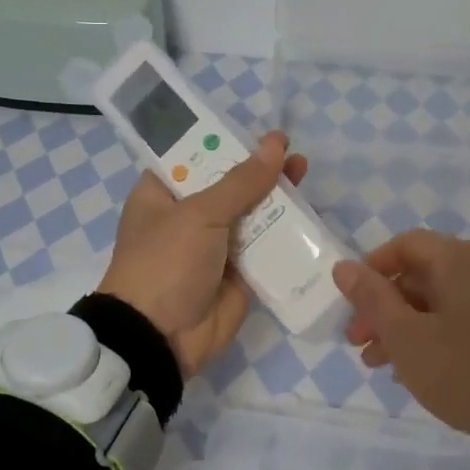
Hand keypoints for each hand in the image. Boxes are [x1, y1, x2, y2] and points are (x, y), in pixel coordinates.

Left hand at [97, 131, 307, 375]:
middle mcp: (188, 217)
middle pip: (229, 185)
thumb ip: (241, 182)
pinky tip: (309, 216)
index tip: (259, 133)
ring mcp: (215, 247)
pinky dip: (285, 234)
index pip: (194, 158)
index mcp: (162, 195)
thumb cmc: (166, 262)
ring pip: (251, 215)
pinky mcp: (238, 275)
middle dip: (259, 170)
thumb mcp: (199, 214)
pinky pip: (265, 248)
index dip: (226, 143)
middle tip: (291, 153)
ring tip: (303, 174)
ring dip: (276, 199)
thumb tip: (276, 144)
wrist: (160, 337)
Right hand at [334, 231, 469, 458]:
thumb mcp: (407, 338)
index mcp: (457, 260)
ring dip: (404, 324)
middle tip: (358, 341)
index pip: (404, 244)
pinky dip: (433, 334)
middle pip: (420, 273)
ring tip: (378, 363)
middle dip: (383, 305)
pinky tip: (417, 369)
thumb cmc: (467, 370)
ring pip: (439, 300)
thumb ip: (372, 299)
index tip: (351, 304)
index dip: (371, 269)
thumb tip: (343, 266)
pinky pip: (461, 318)